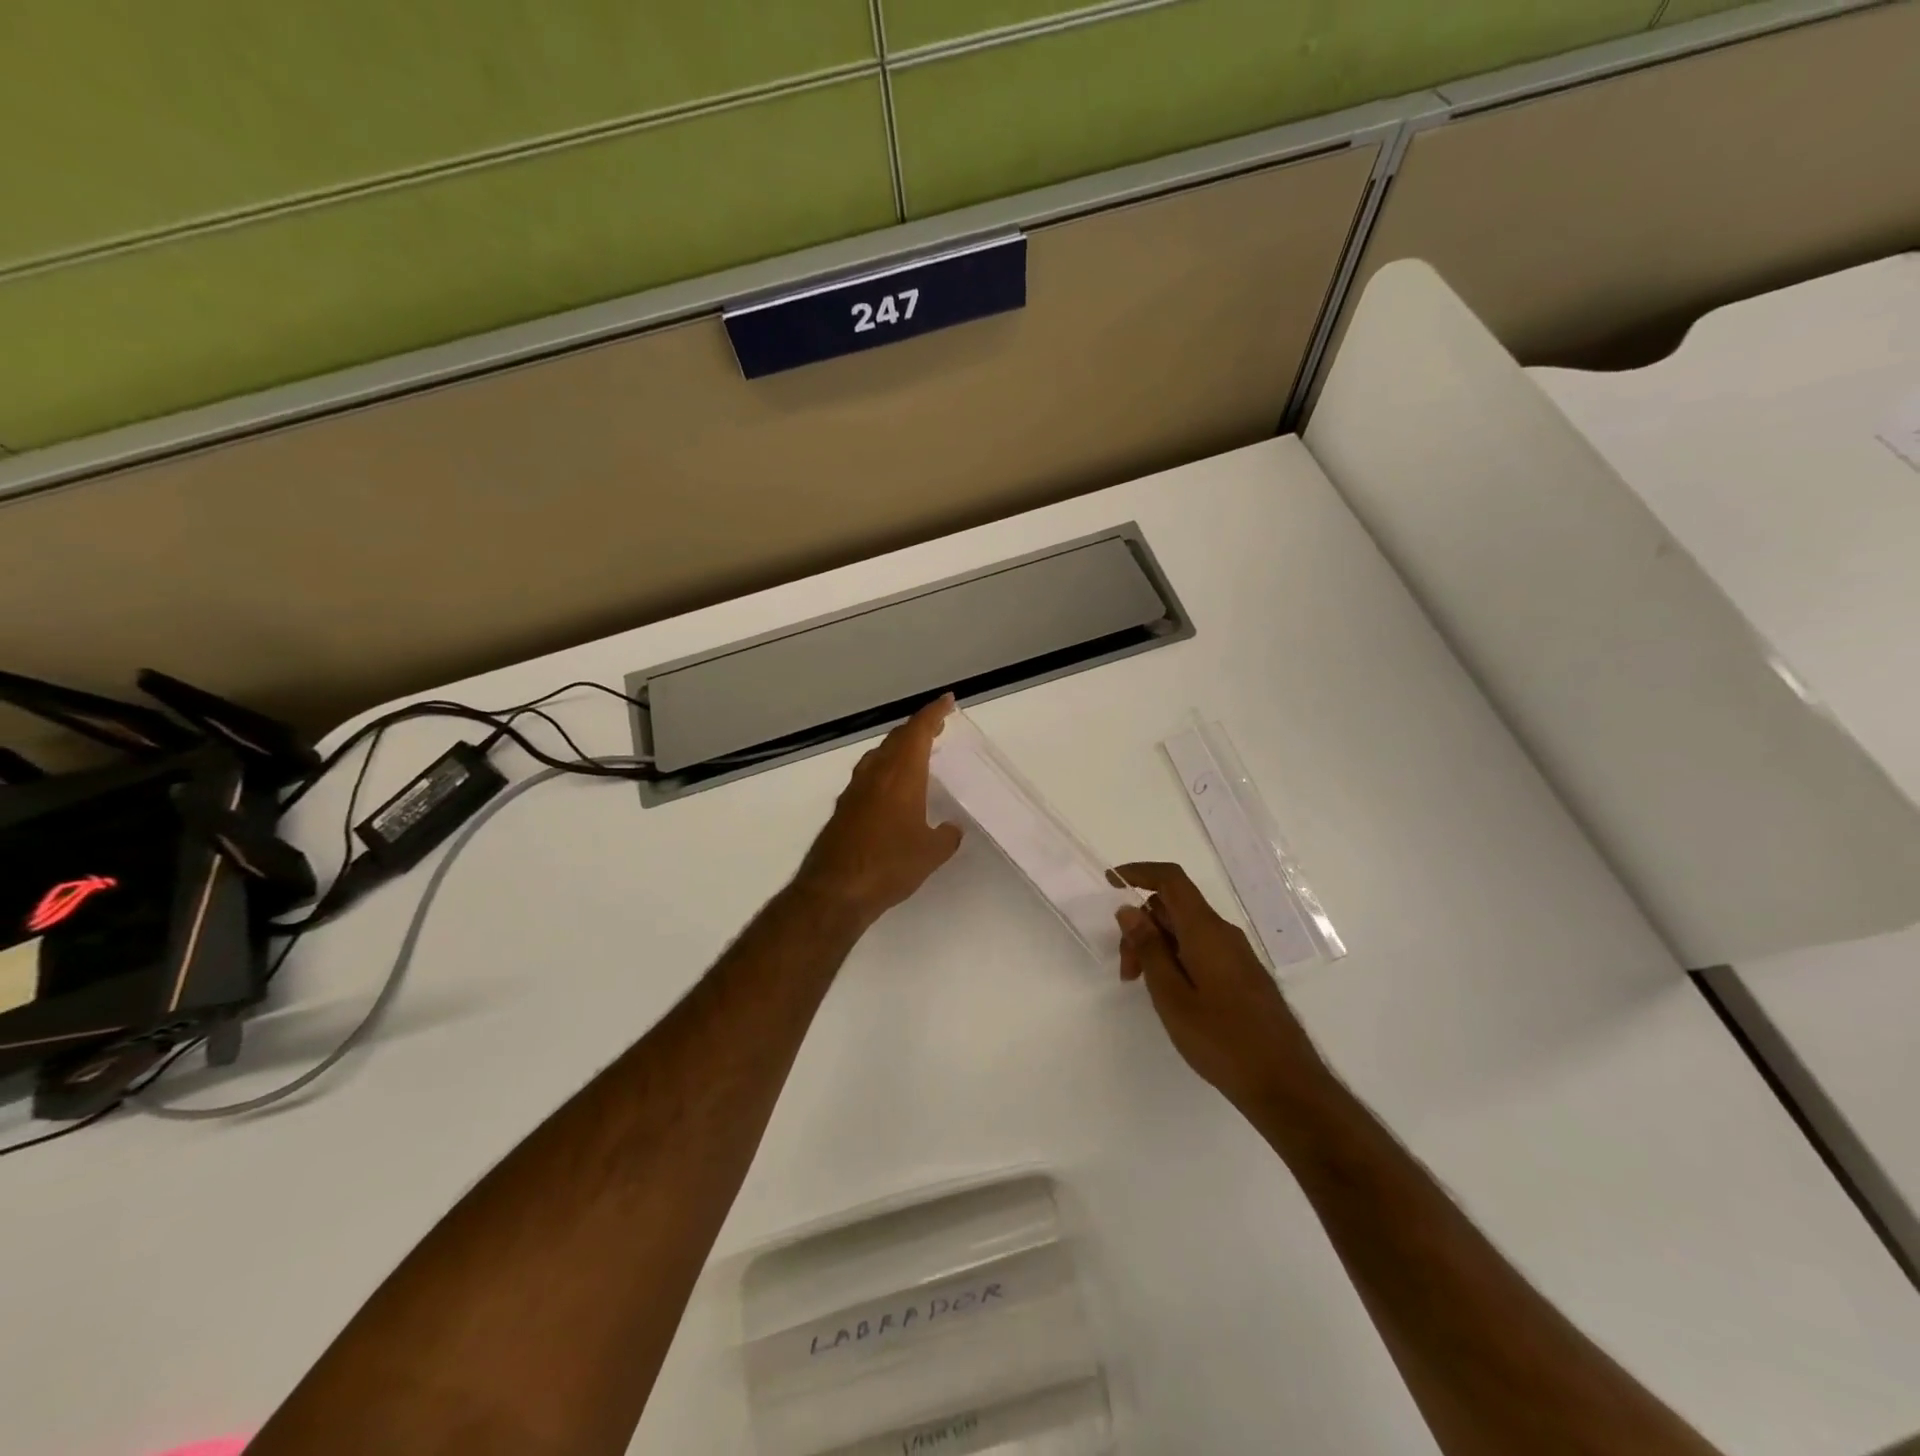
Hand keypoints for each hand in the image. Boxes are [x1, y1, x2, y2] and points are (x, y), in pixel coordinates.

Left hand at [796, 696, 964, 929]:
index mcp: (901, 774)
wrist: (835, 890)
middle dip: (918, 729)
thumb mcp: (931, 853)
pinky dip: (884, 772)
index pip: (919, 731)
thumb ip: (946, 837)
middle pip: (897, 739)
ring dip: (898, 749)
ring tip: (916, 755)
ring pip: (879, 756)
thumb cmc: (889, 864)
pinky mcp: (843, 809)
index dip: (934, 713)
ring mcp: (855, 790)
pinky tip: (891, 791)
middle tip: (937, 727)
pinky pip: (868, 777)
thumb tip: (951, 829)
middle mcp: (876, 774)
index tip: (947, 701)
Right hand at [1115, 862, 1322, 1112]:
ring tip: (1144, 988)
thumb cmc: (1222, 1040)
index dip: (1139, 872)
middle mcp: (1223, 933)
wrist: (1286, 1085)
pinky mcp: (1243, 975)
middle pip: (1174, 907)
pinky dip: (1176, 959)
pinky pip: (1201, 949)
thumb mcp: (1172, 996)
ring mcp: (1237, 955)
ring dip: (1157, 947)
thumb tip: (1129, 909)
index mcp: (1205, 931)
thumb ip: (1149, 949)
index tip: (1110, 882)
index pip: (1171, 880)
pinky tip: (1171, 995)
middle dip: (1141, 926)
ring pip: (1186, 931)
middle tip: (1126, 971)